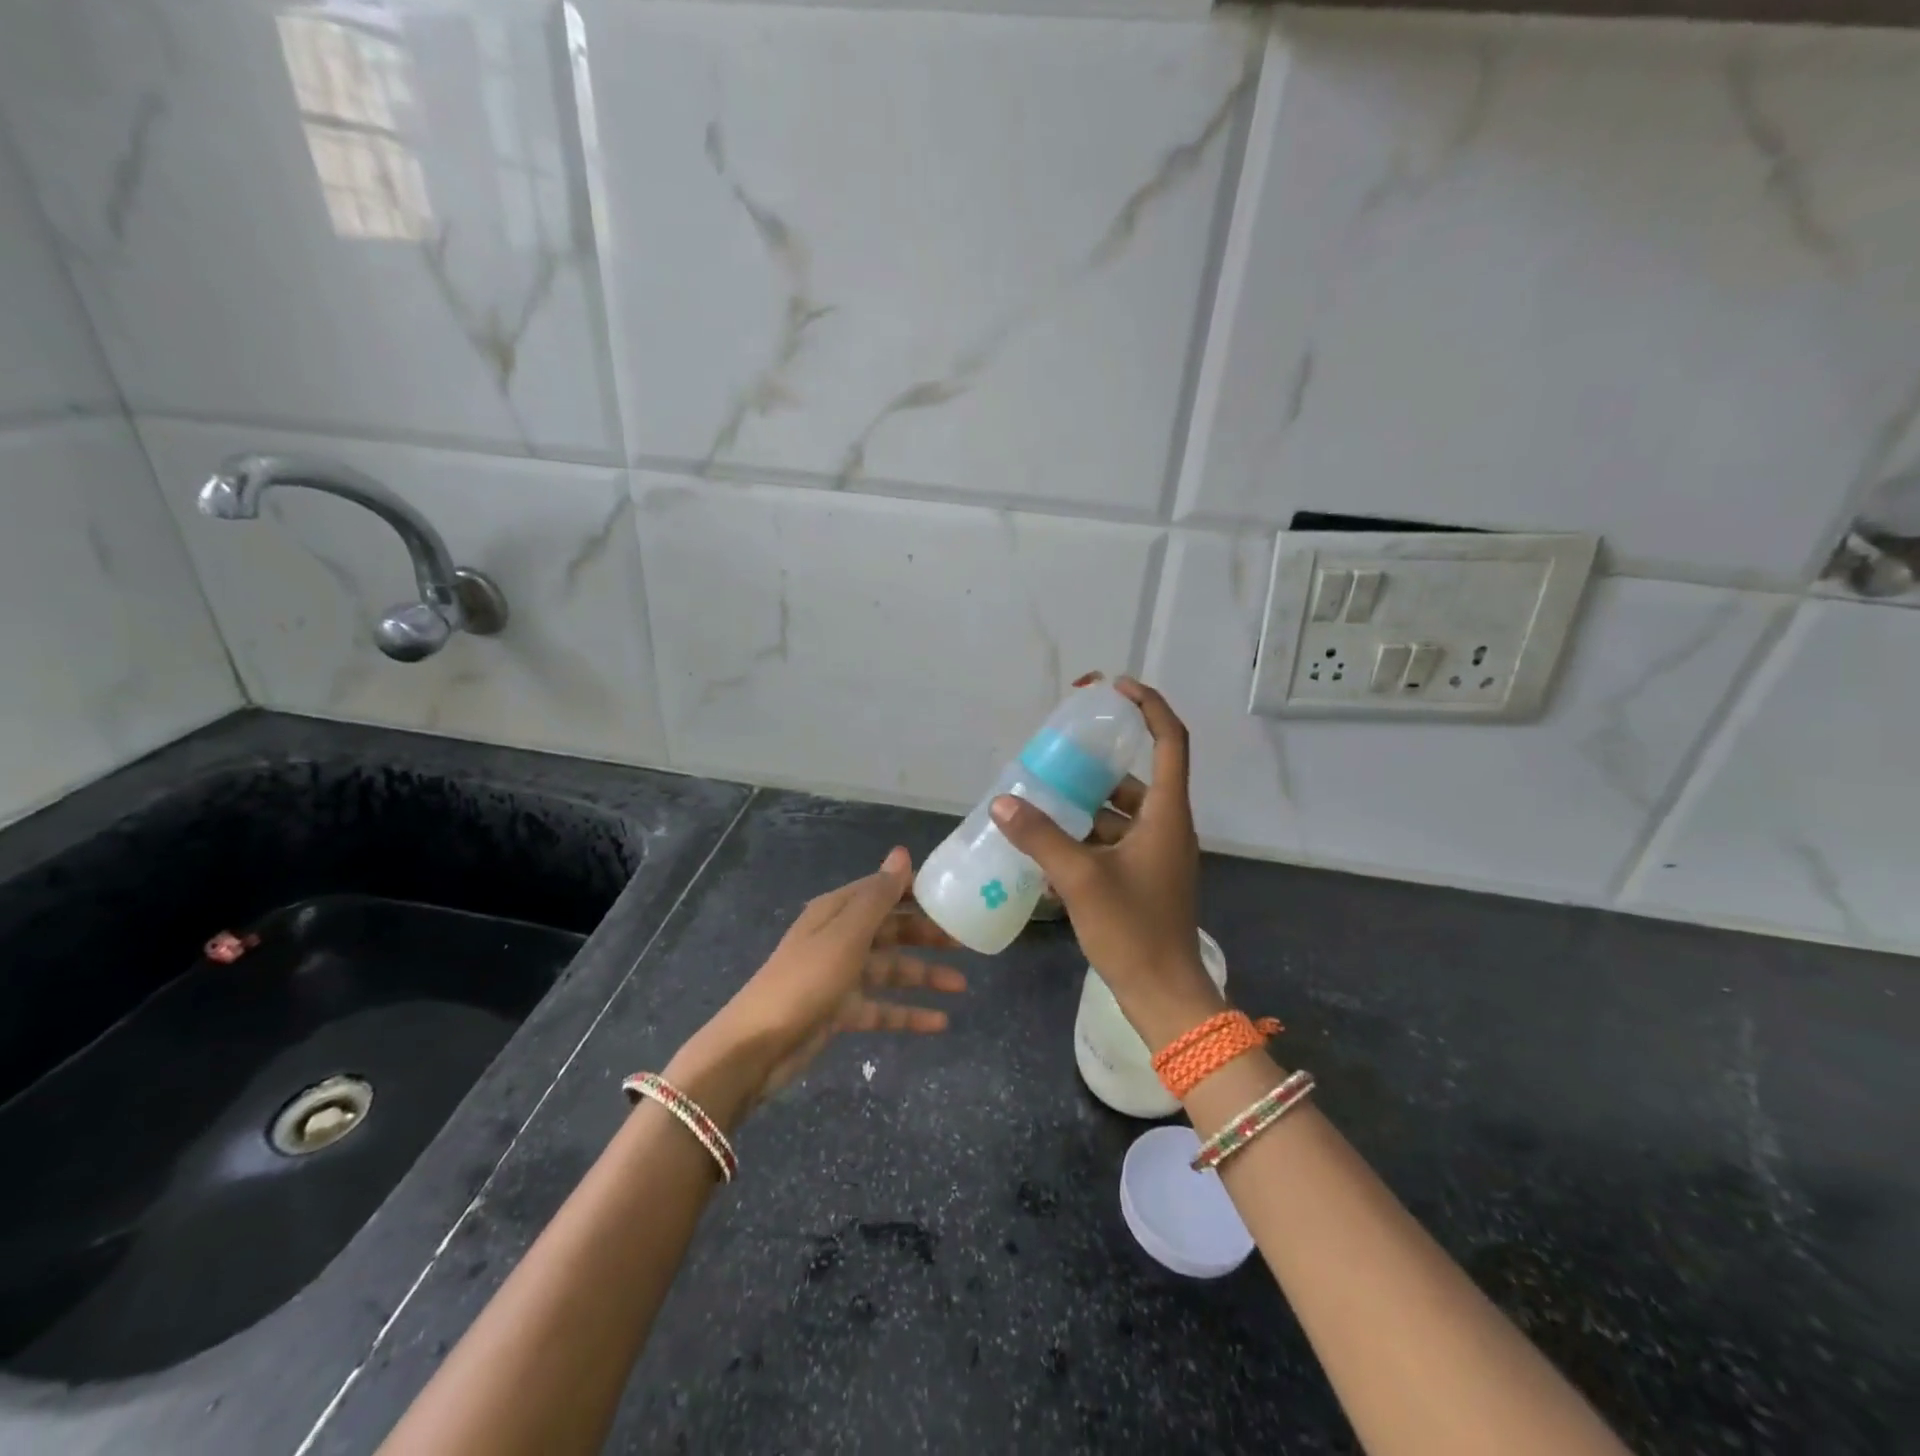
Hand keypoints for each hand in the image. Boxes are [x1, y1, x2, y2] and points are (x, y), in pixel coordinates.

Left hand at [670, 847, 966, 1125]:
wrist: (756, 1047)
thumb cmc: (805, 981)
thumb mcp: (846, 935)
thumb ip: (878, 896)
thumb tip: (902, 853)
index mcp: (837, 912)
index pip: (883, 891)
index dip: (916, 892)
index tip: (953, 897)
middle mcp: (839, 938)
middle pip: (890, 930)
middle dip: (926, 935)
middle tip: (966, 942)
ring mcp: (839, 976)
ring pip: (890, 970)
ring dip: (924, 976)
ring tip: (961, 986)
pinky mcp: (839, 1011)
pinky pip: (881, 1007)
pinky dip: (908, 1013)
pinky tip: (939, 1023)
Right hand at [990, 676, 1222, 1051]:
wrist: (1163, 996)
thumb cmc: (1132, 930)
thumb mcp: (1080, 879)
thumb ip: (1040, 837)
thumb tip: (1002, 802)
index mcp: (1167, 815)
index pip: (1170, 742)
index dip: (1149, 707)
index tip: (1116, 688)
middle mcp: (1167, 828)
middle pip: (1137, 779)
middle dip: (1097, 767)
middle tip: (1055, 758)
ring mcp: (1157, 856)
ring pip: (1121, 814)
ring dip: (1086, 807)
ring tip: (1041, 802)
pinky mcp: (1144, 880)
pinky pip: (1114, 844)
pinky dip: (1086, 840)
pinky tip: (1048, 850)